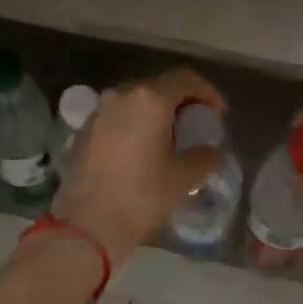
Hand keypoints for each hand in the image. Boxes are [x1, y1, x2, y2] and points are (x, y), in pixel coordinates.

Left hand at [50, 67, 226, 267]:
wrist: (87, 224)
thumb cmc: (141, 196)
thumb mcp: (183, 178)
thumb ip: (205, 157)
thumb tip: (212, 151)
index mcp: (150, 99)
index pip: (185, 79)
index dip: (208, 93)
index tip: (218, 115)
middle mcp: (122, 95)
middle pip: (159, 86)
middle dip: (182, 102)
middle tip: (196, 126)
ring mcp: (99, 111)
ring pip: (136, 101)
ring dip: (157, 113)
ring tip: (171, 139)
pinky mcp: (85, 131)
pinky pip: (118, 117)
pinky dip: (136, 125)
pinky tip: (144, 150)